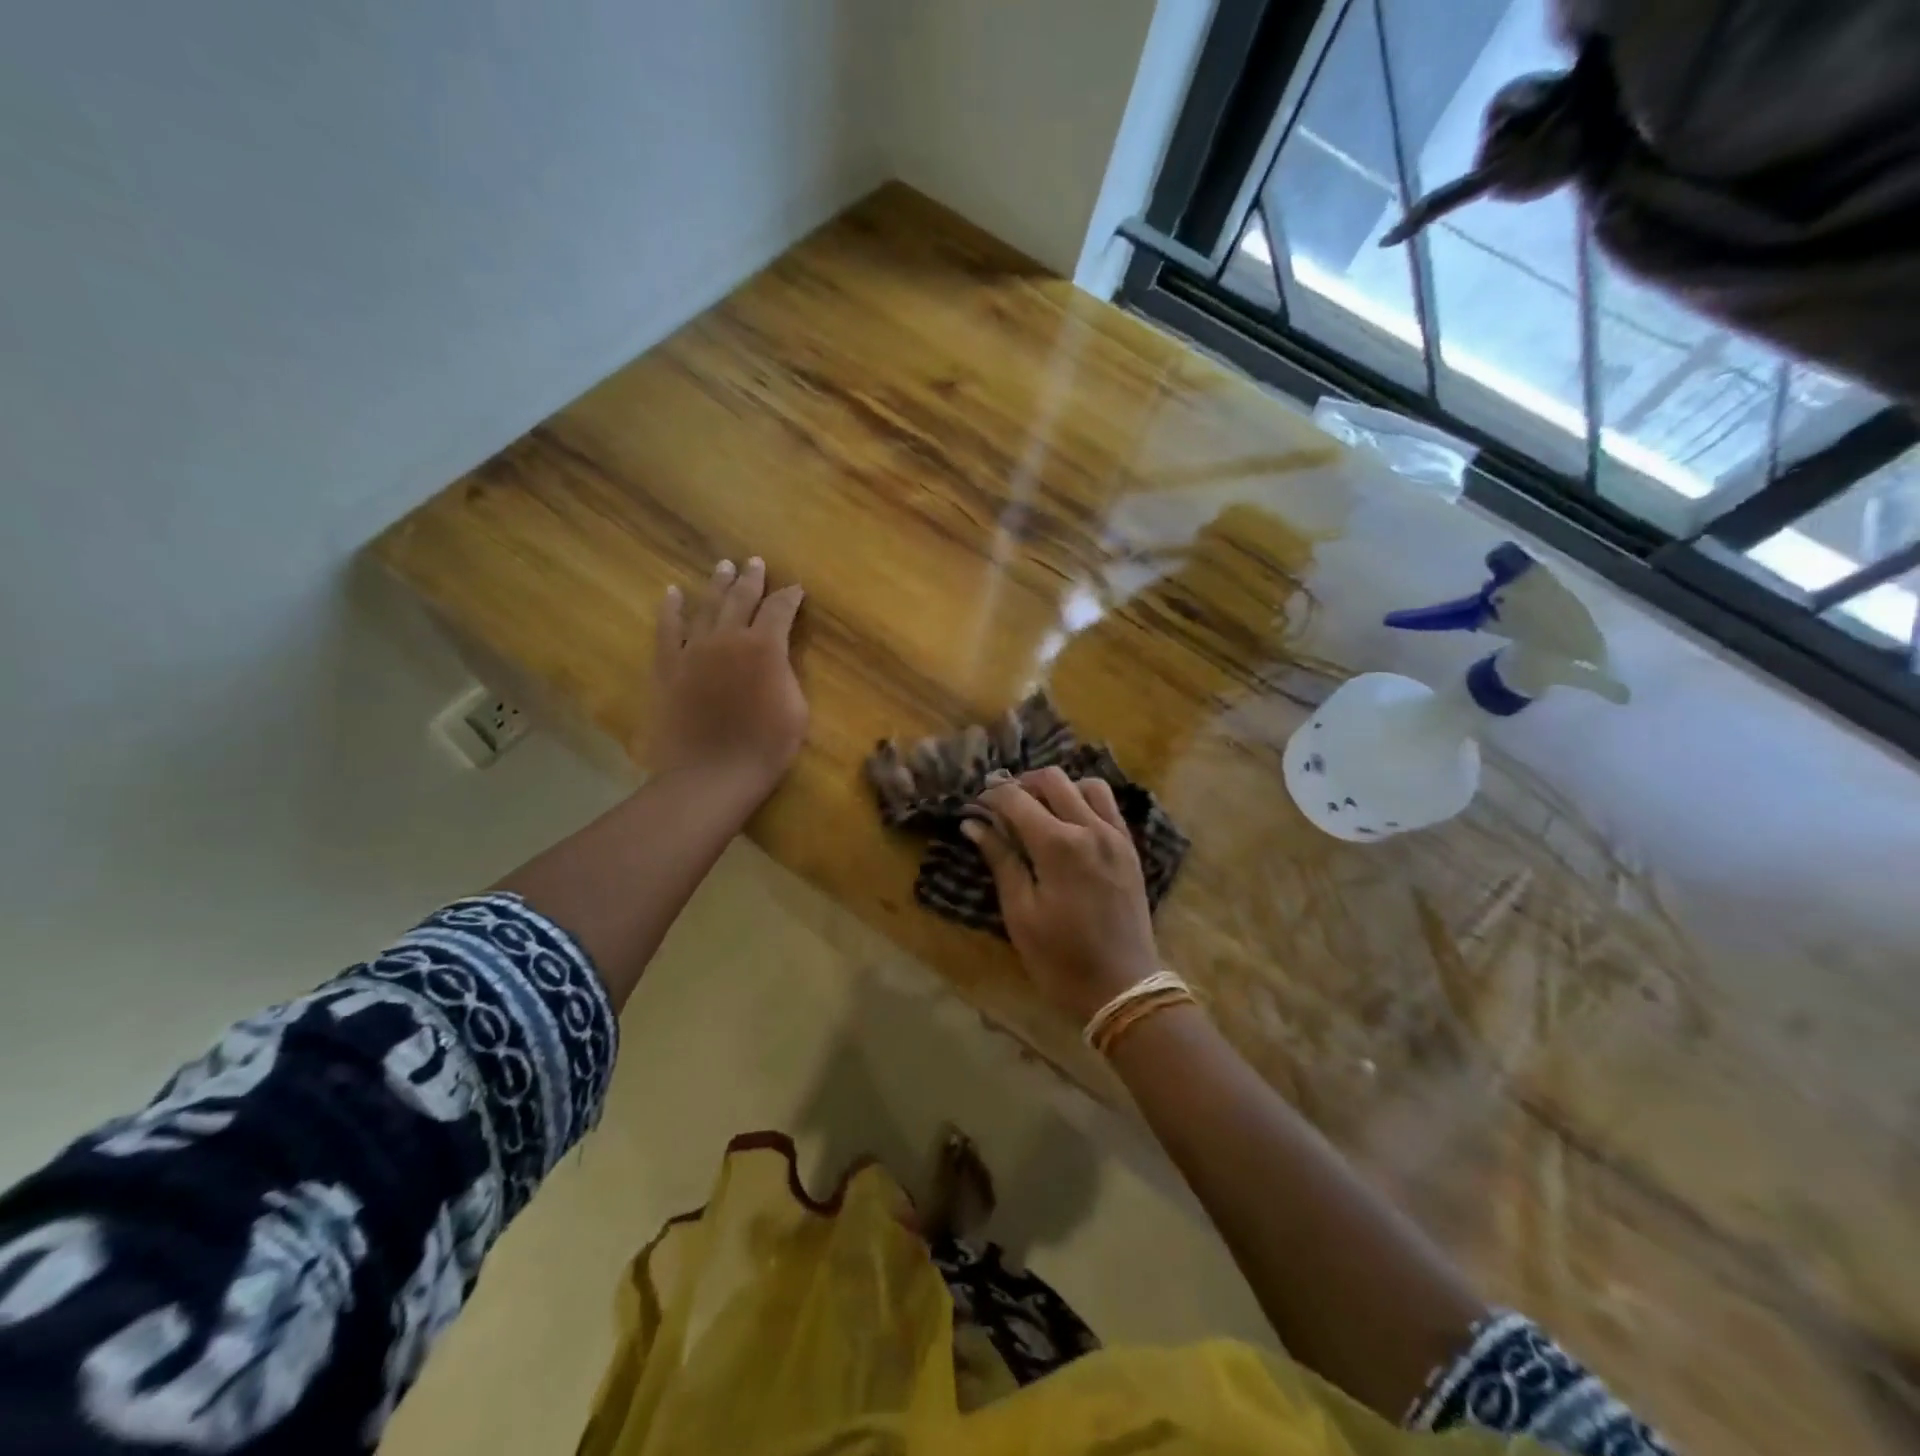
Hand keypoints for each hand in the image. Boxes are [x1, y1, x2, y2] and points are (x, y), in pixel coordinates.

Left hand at [651, 557, 808, 795]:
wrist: (710, 775)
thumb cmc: (764, 748)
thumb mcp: (796, 710)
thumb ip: (787, 674)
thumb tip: (776, 658)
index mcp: (765, 647)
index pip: (780, 610)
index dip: (790, 597)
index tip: (796, 589)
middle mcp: (728, 638)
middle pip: (741, 598)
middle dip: (752, 578)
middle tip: (756, 562)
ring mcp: (694, 649)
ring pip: (707, 606)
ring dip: (718, 584)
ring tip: (724, 566)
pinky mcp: (668, 666)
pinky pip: (668, 629)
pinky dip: (672, 609)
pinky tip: (674, 593)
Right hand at [964, 768, 1160, 1024]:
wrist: (1123, 988)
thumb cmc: (1061, 959)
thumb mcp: (1020, 913)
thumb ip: (1001, 860)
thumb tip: (974, 824)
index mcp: (1059, 845)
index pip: (1016, 799)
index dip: (990, 797)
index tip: (974, 808)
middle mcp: (1091, 828)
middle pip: (1052, 779)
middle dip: (1021, 784)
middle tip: (1001, 806)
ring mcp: (1116, 836)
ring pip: (1085, 784)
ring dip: (1057, 789)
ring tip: (1037, 811)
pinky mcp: (1130, 848)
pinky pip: (1108, 806)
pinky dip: (1084, 801)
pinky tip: (1068, 824)